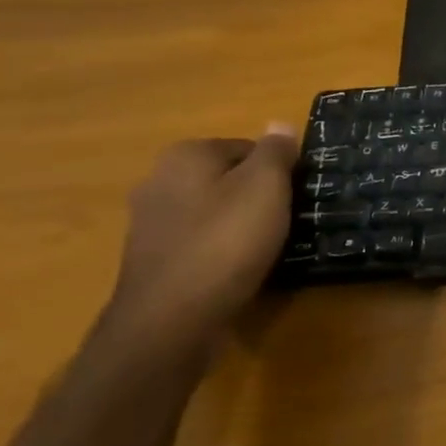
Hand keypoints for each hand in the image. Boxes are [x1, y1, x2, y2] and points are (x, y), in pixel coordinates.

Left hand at [98, 128, 298, 373]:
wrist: (171, 321)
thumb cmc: (226, 242)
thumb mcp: (266, 187)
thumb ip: (276, 152)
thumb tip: (279, 124)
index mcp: (186, 155)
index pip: (248, 148)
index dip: (278, 171)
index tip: (295, 196)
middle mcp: (159, 180)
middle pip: (228, 178)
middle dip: (256, 196)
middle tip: (285, 221)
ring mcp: (150, 223)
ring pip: (213, 211)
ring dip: (239, 225)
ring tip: (266, 247)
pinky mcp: (153, 260)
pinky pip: (200, 242)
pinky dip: (221, 250)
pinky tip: (239, 269)